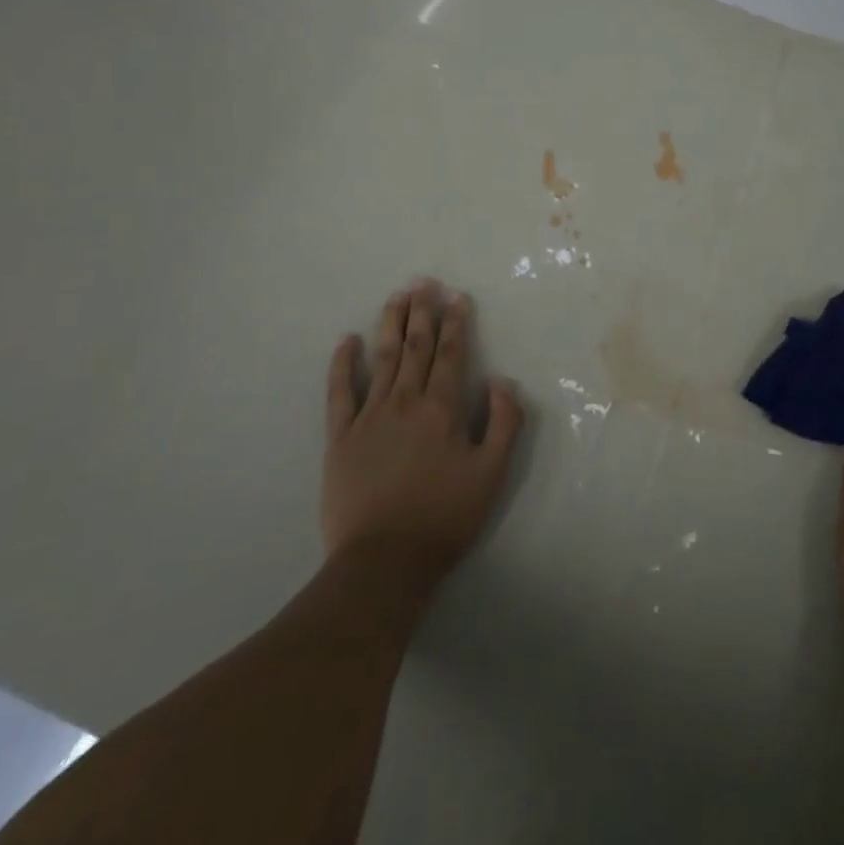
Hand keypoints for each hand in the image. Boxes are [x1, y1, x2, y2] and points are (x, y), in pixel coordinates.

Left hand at [322, 280, 523, 596]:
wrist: (383, 562)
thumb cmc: (444, 517)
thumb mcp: (492, 475)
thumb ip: (504, 423)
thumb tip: (502, 381)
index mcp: (442, 409)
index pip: (451, 354)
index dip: (456, 323)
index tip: (457, 297)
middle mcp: (405, 402)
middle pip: (416, 347)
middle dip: (423, 312)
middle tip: (425, 282)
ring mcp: (369, 416)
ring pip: (382, 358)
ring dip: (390, 324)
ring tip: (397, 296)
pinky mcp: (341, 437)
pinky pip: (340, 392)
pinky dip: (342, 364)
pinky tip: (347, 341)